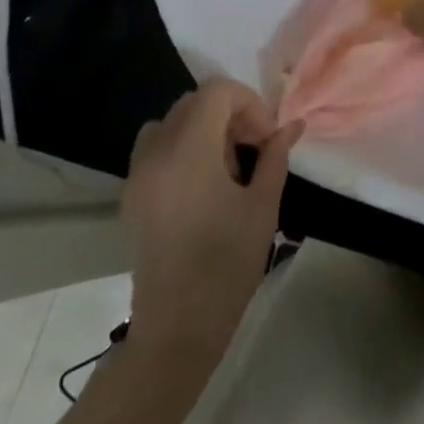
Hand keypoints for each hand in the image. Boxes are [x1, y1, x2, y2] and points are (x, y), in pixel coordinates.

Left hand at [122, 80, 300, 360]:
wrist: (176, 331)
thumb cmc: (226, 266)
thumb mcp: (262, 208)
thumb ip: (275, 157)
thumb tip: (292, 126)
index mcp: (189, 150)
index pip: (217, 91)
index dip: (249, 103)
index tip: (266, 138)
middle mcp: (157, 152)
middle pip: (194, 101)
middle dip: (229, 113)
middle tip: (253, 147)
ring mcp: (138, 173)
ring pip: (172, 120)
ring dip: (203, 127)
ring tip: (227, 165)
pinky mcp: (131, 194)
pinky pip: (155, 146)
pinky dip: (181, 145)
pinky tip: (202, 183)